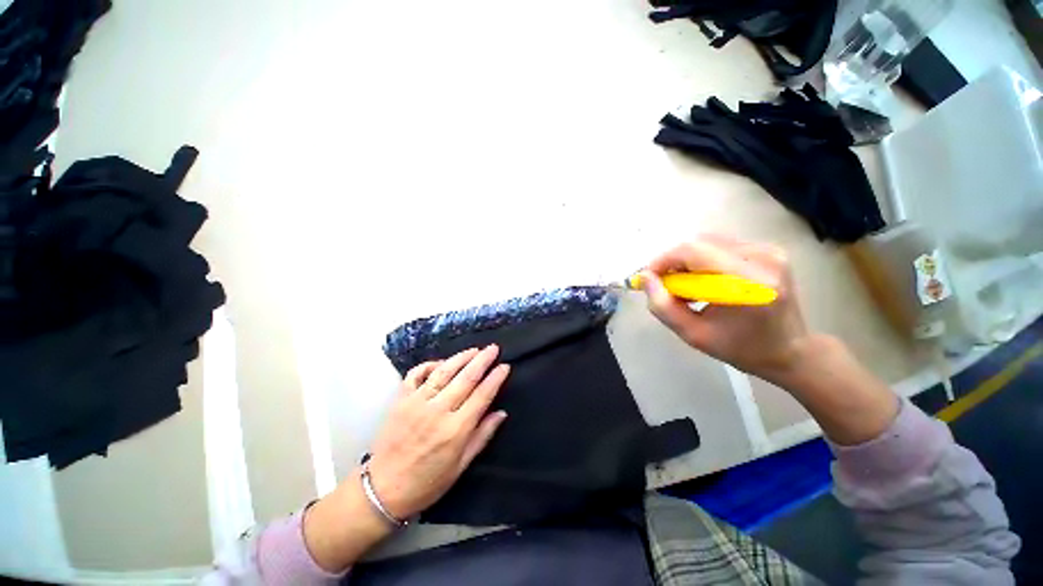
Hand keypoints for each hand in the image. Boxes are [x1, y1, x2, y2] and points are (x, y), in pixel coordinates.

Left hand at [367, 345, 510, 519]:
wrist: (383, 490)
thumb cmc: (427, 482)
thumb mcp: (461, 466)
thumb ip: (482, 436)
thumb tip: (501, 413)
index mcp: (456, 430)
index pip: (482, 395)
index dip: (496, 378)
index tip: (505, 366)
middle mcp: (438, 411)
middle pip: (466, 377)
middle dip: (483, 360)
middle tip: (493, 348)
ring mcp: (417, 402)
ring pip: (444, 371)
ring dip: (461, 357)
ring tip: (475, 350)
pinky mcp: (401, 400)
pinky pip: (416, 374)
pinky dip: (429, 365)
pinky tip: (441, 362)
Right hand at [641, 234, 810, 384]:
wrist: (789, 349)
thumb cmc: (740, 348)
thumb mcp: (693, 335)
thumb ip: (662, 306)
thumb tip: (645, 278)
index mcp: (748, 283)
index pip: (693, 251)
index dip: (663, 260)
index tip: (648, 278)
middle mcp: (763, 258)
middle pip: (699, 242)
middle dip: (673, 261)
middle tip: (665, 285)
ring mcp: (769, 250)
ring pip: (707, 241)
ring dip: (687, 261)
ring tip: (685, 286)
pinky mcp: (768, 249)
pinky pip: (720, 245)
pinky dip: (702, 259)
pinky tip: (703, 280)